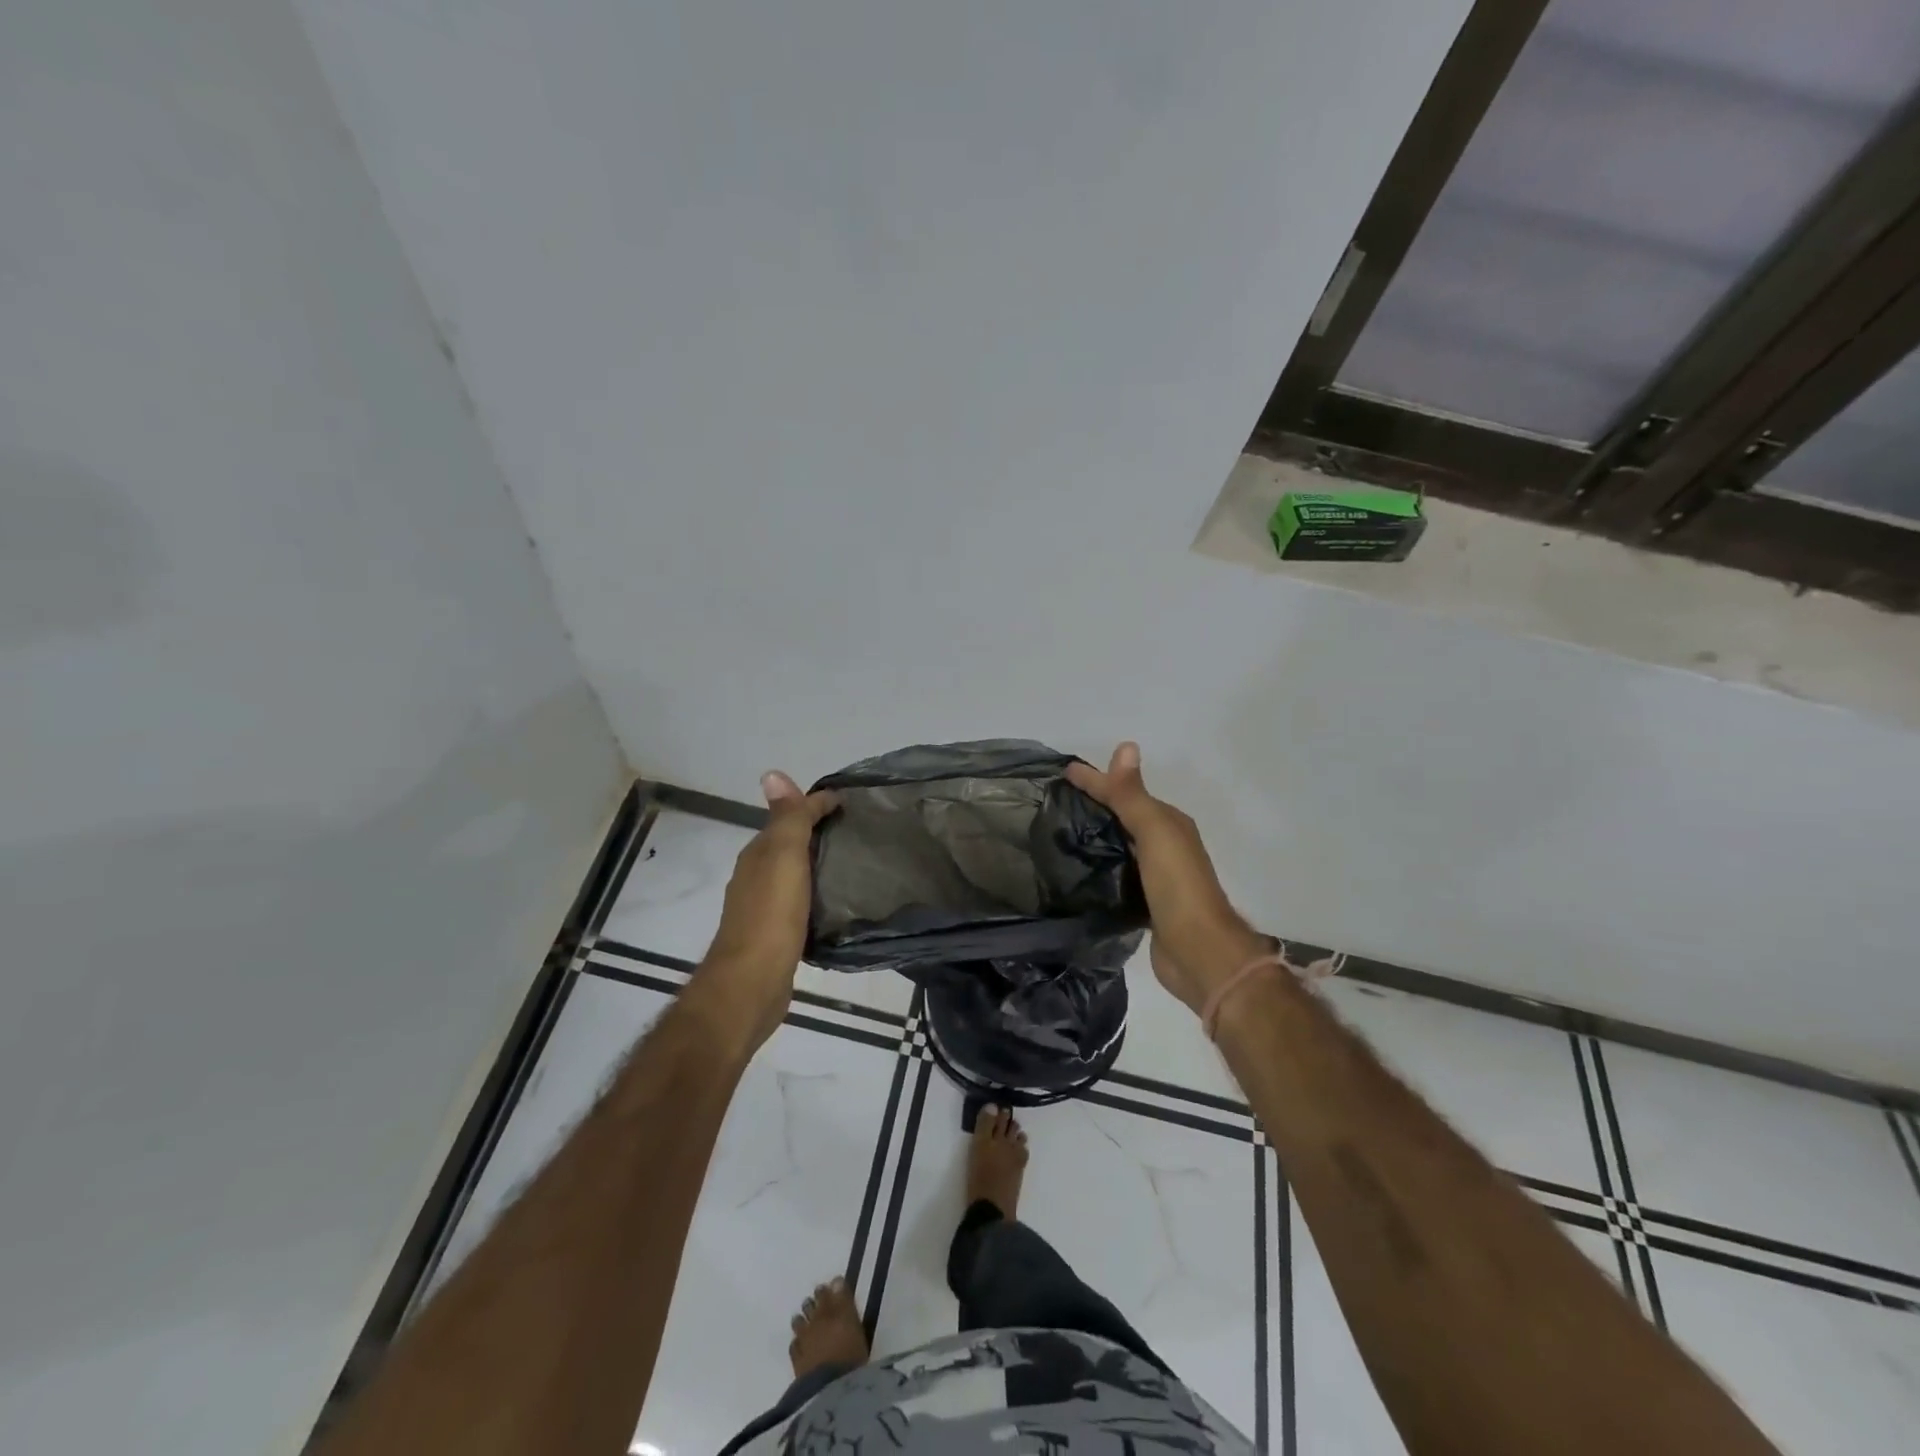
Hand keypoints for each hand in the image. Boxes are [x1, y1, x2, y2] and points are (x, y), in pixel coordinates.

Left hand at [691, 772, 840, 1057]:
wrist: (752, 983)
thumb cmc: (771, 914)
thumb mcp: (783, 856)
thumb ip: (786, 818)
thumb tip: (772, 773)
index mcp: (758, 854)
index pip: (789, 816)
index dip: (817, 804)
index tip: (852, 802)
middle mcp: (756, 876)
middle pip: (789, 844)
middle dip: (818, 833)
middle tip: (859, 831)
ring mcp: (764, 908)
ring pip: (794, 874)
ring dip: (817, 864)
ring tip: (854, 865)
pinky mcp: (776, 935)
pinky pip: (799, 902)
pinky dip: (816, 893)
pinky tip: (835, 903)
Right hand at [1066, 743, 1270, 1015]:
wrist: (1198, 951)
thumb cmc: (1177, 885)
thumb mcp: (1154, 832)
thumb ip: (1133, 795)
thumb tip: (1126, 746)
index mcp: (1170, 824)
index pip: (1126, 793)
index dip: (1097, 780)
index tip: (1064, 771)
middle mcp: (1165, 845)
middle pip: (1125, 816)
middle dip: (1097, 805)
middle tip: (1058, 799)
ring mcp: (1156, 876)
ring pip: (1121, 845)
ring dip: (1098, 835)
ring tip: (1061, 831)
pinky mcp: (1145, 903)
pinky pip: (1118, 873)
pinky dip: (1101, 865)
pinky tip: (1079, 869)